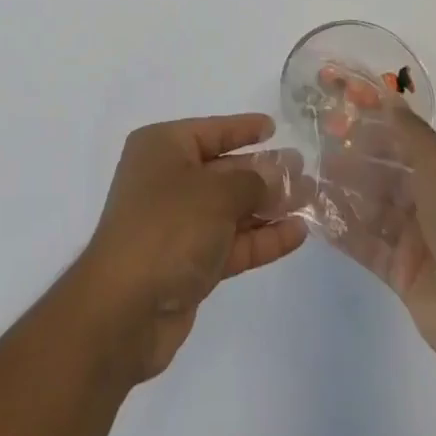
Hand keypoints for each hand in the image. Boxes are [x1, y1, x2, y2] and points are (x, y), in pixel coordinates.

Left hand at [72, 114, 306, 384]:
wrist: (125, 309)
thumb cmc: (167, 227)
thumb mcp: (215, 194)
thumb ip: (252, 182)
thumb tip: (277, 175)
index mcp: (162, 148)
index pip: (211, 131)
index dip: (243, 128)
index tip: (274, 126)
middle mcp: (168, 179)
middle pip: (225, 170)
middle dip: (264, 171)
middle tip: (306, 170)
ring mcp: (178, 223)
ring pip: (231, 209)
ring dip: (269, 206)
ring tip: (311, 201)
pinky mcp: (189, 263)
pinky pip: (231, 242)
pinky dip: (261, 238)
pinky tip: (297, 234)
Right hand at [322, 103, 435, 385]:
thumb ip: (410, 132)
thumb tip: (387, 98)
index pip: (410, 144)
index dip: (377, 131)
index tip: (340, 117)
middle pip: (390, 176)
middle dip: (356, 162)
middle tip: (317, 149)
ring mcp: (421, 241)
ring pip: (376, 209)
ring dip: (346, 194)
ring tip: (309, 179)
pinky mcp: (404, 274)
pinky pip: (368, 246)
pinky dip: (344, 231)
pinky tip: (315, 215)